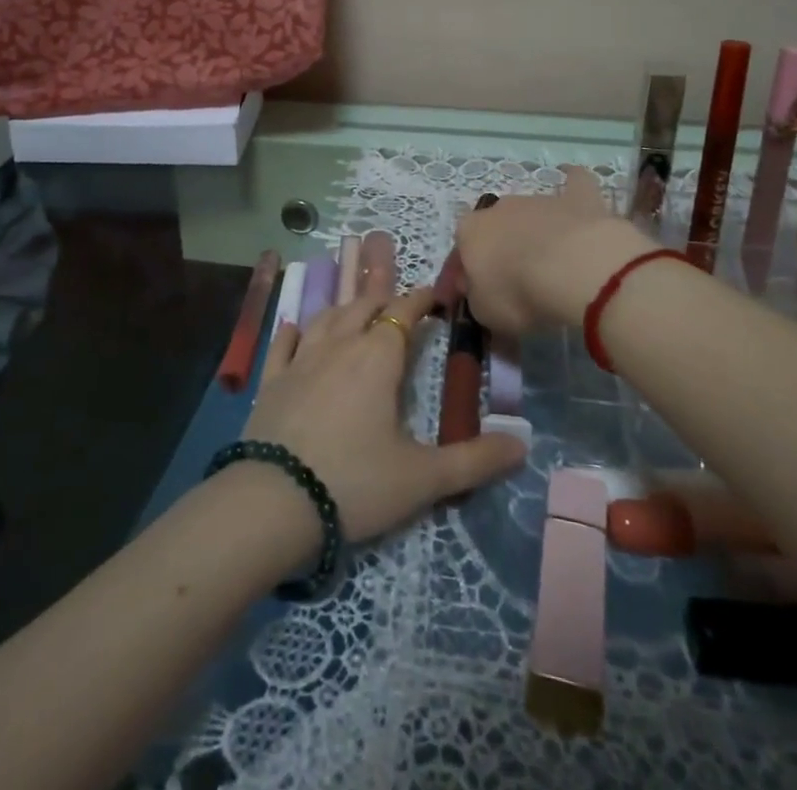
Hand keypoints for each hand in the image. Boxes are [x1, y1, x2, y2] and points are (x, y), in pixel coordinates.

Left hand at [242, 287, 525, 542]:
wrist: (273, 502)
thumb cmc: (355, 482)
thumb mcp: (423, 478)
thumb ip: (475, 460)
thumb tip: (523, 445)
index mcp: (378, 357)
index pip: (403, 312)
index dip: (421, 299)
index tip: (435, 295)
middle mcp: (339, 345)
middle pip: (363, 306)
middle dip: (384, 298)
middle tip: (398, 301)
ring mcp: (301, 360)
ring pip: (326, 318)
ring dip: (345, 308)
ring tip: (355, 307)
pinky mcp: (272, 381)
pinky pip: (284, 343)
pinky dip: (294, 330)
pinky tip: (295, 327)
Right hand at [454, 167, 649, 334]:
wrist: (574, 269)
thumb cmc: (519, 293)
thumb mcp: (484, 313)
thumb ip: (477, 299)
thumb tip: (481, 292)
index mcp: (469, 232)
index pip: (458, 257)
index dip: (461, 281)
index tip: (468, 302)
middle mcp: (499, 208)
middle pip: (493, 230)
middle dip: (497, 251)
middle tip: (510, 283)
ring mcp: (539, 200)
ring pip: (528, 214)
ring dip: (532, 232)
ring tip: (548, 262)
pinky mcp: (577, 198)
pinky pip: (574, 183)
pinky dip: (573, 182)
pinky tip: (573, 182)